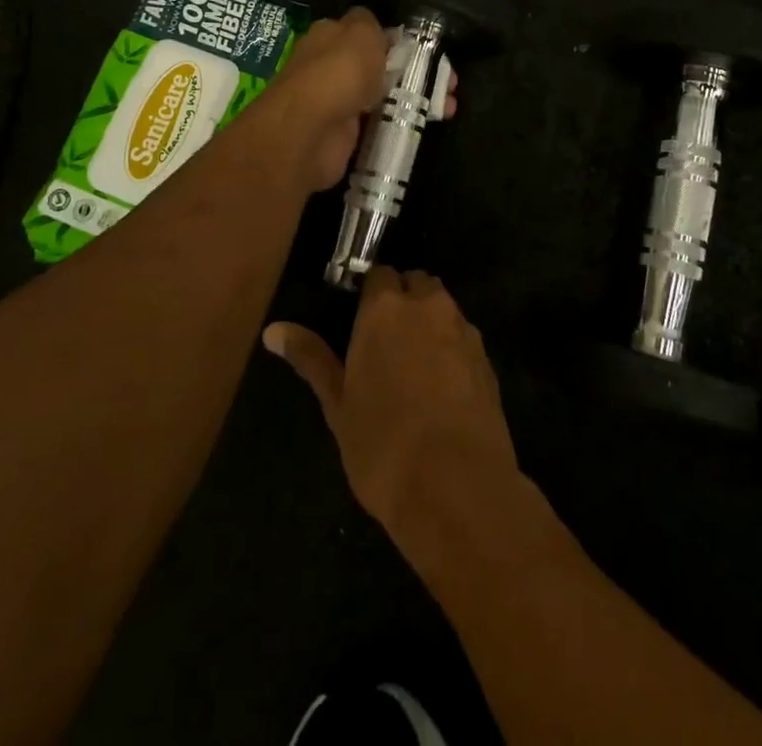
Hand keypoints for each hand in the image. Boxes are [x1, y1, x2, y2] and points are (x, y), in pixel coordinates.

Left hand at [260, 8, 458, 192]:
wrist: (312, 131)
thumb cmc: (339, 71)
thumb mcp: (362, 31)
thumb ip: (372, 24)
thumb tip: (378, 29)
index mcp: (330, 37)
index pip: (368, 33)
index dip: (399, 41)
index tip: (429, 52)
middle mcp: (331, 67)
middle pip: (379, 66)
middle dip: (415, 72)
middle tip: (449, 83)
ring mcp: (338, 102)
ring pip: (384, 96)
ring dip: (416, 100)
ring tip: (449, 107)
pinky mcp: (345, 135)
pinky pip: (380, 124)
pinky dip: (402, 125)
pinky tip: (428, 125)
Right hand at [264, 267, 518, 544]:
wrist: (458, 486)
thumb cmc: (383, 445)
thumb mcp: (338, 404)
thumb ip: (311, 358)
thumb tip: (273, 330)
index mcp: (385, 308)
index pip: (379, 274)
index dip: (370, 295)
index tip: (360, 322)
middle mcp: (428, 306)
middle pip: (416, 283)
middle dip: (403, 301)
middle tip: (386, 343)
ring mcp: (463, 329)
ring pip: (443, 307)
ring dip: (429, 322)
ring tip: (413, 366)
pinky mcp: (487, 357)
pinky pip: (464, 336)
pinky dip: (452, 347)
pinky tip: (442, 387)